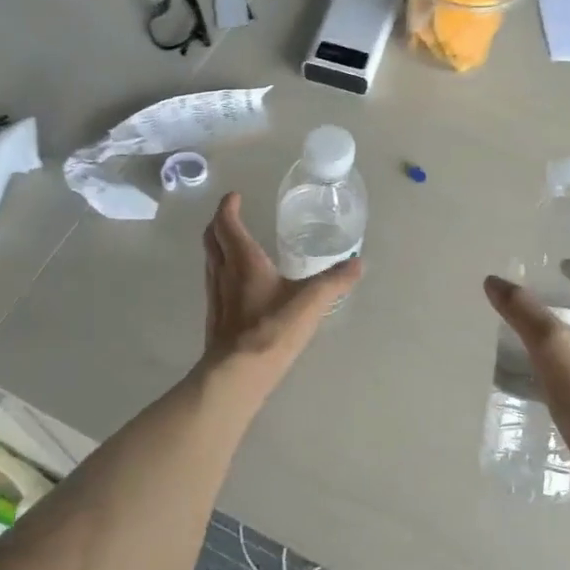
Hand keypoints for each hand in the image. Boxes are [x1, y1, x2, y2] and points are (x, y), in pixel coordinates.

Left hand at [202, 193, 361, 398]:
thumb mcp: (310, 302)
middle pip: (211, 238)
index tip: (235, 196)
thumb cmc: (271, 329)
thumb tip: (358, 263)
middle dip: (219, 222)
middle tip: (232, 215)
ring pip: (210, 259)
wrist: (237, 373)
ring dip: (218, 245)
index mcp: (243, 260)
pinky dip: (222, 269)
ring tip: (235, 243)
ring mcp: (216, 295)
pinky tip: (238, 283)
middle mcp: (223, 272)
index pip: (227, 223)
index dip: (228, 206)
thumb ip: (334, 281)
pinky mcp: (215, 315)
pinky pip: (214, 280)